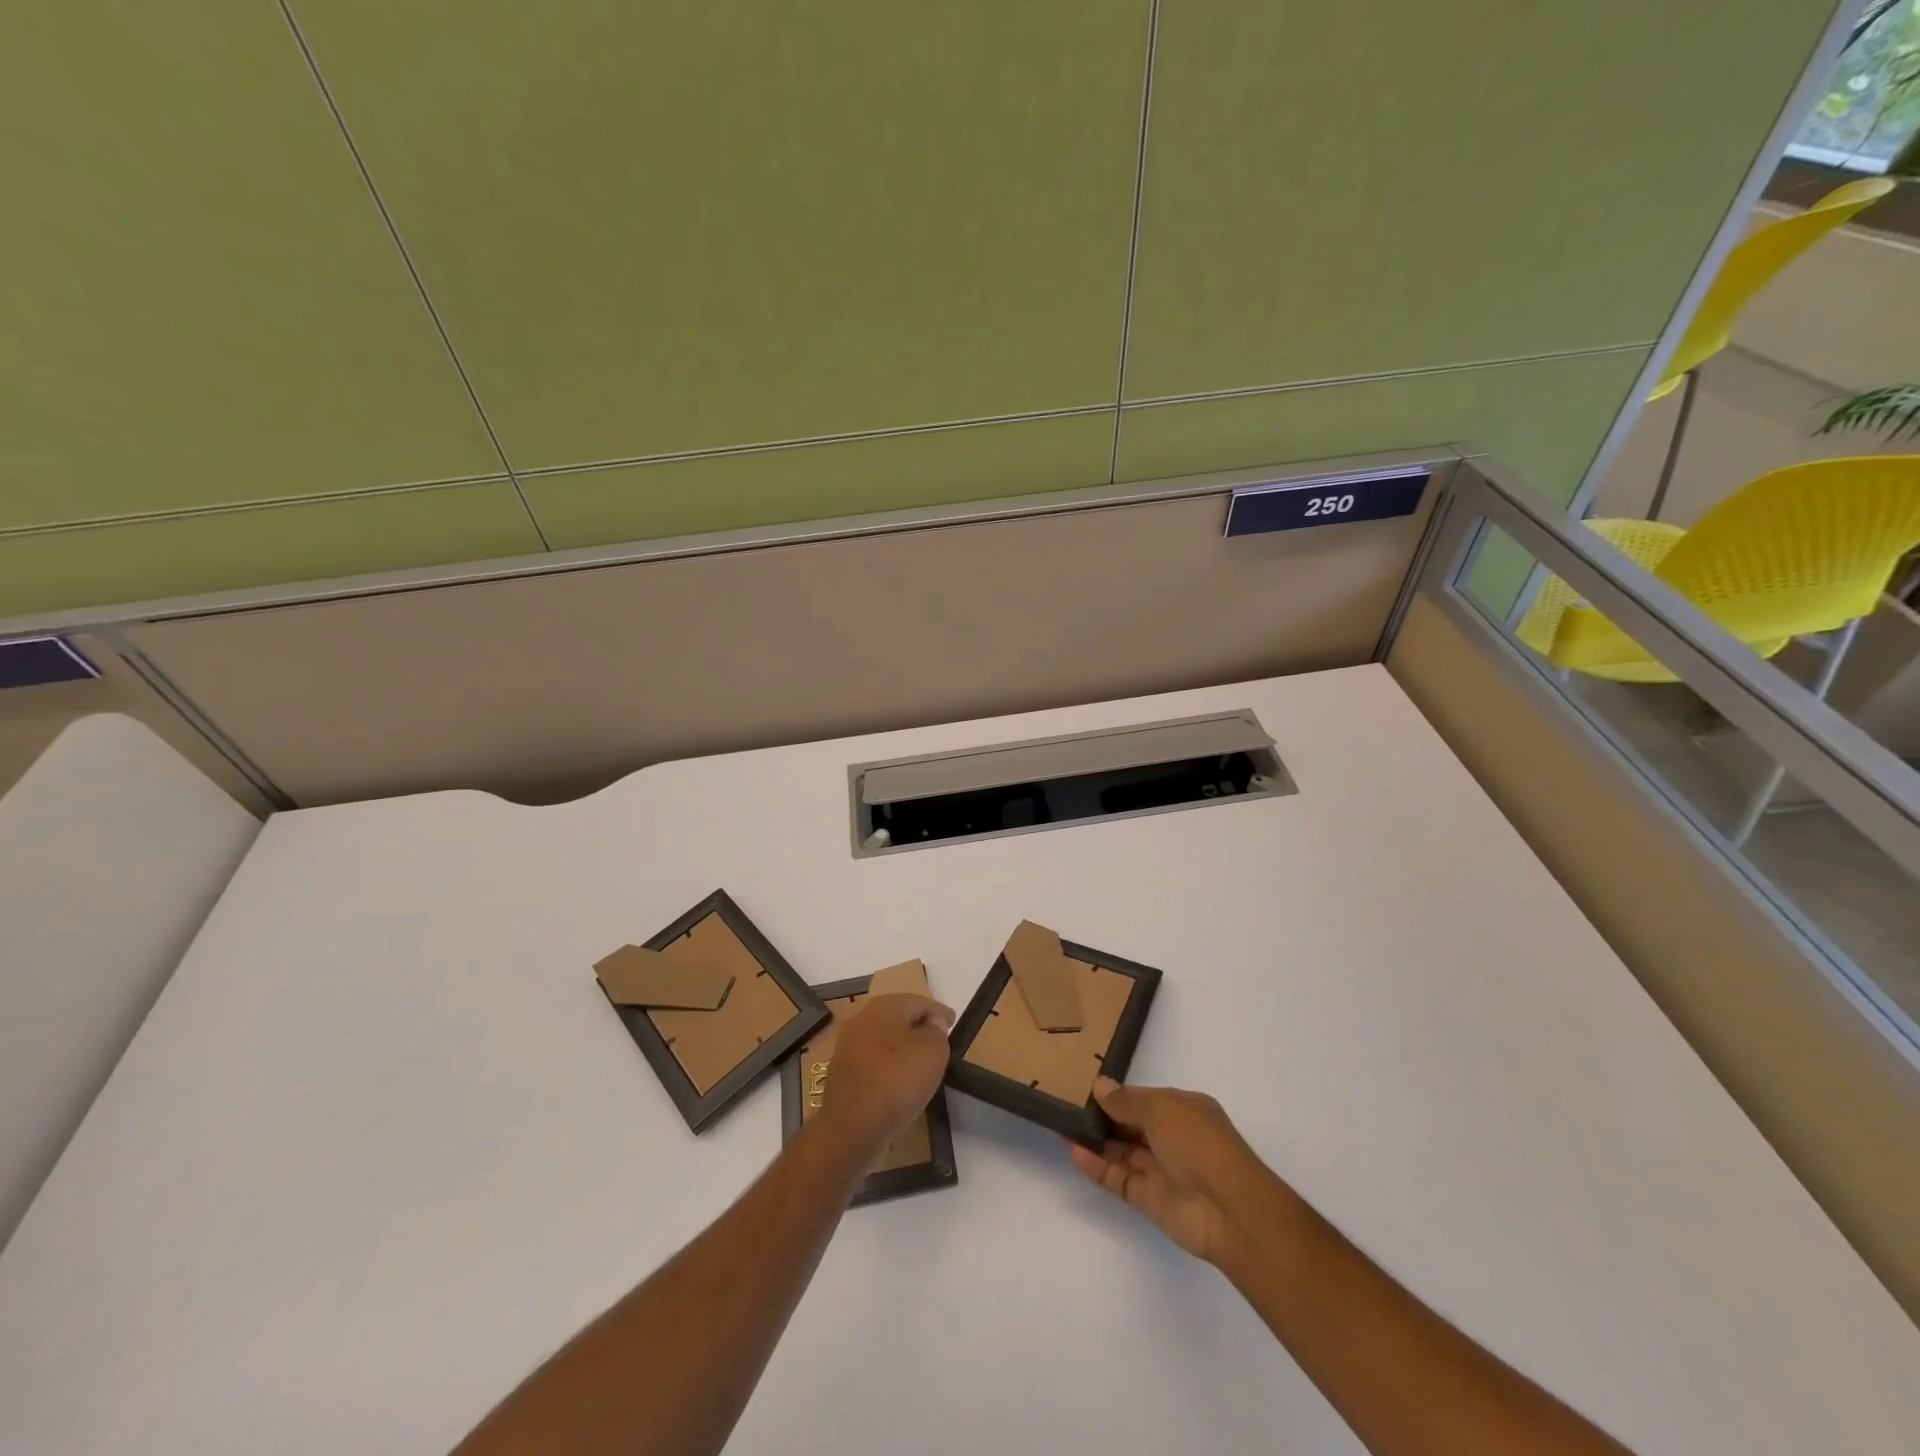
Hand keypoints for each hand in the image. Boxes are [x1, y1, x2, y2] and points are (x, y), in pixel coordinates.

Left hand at [815, 994, 954, 1160]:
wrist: (851, 1128)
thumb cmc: (897, 1080)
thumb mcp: (933, 1051)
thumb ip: (937, 1031)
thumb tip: (932, 1024)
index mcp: (883, 1006)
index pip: (918, 1001)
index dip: (939, 1011)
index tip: (953, 1022)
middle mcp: (861, 1019)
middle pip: (897, 1017)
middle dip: (918, 1026)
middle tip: (938, 1040)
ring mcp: (847, 1047)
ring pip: (882, 1041)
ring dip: (901, 1048)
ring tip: (921, 1063)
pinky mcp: (841, 1075)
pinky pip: (872, 1063)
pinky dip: (888, 1067)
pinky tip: (899, 1082)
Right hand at [1069, 1078, 1271, 1262]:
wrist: (1229, 1210)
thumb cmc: (1198, 1142)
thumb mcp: (1160, 1108)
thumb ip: (1126, 1100)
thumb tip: (1100, 1086)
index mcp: (1184, 1110)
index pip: (1145, 1099)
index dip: (1118, 1094)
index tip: (1086, 1088)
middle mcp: (1174, 1138)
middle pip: (1132, 1125)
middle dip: (1104, 1117)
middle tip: (1067, 1105)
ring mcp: (1162, 1171)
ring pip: (1123, 1152)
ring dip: (1096, 1141)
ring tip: (1062, 1125)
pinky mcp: (1151, 1200)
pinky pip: (1120, 1179)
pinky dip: (1098, 1167)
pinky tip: (1074, 1152)